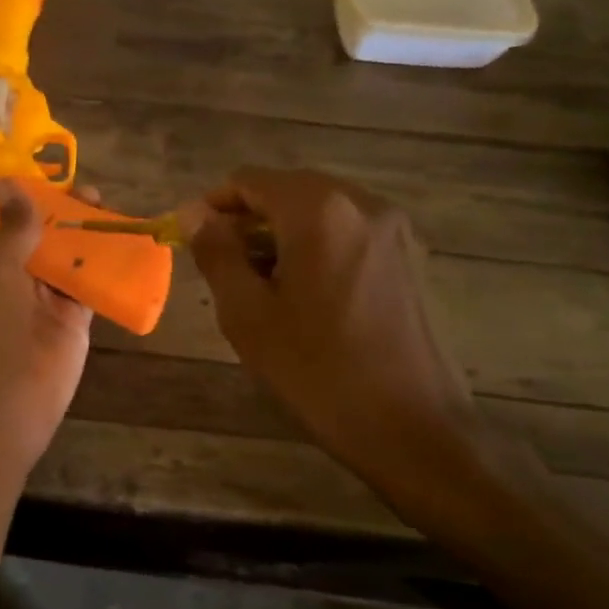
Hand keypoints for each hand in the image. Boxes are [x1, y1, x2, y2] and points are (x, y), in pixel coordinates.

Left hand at [0, 180, 92, 476]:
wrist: (5, 404)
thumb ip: (11, 227)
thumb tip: (7, 181)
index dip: (17, 195)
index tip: (43, 171)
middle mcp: (13, 274)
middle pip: (39, 234)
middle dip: (60, 210)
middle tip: (89, 191)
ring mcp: (44, 298)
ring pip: (67, 256)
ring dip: (85, 234)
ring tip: (109, 208)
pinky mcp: (73, 318)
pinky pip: (91, 283)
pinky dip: (107, 265)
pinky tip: (127, 243)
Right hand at [188, 168, 484, 509]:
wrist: (412, 427)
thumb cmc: (317, 371)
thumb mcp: (248, 315)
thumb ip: (217, 254)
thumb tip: (194, 215)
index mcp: (319, 211)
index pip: (251, 180)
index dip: (214, 206)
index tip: (193, 241)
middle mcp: (364, 204)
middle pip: (289, 190)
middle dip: (250, 221)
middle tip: (226, 270)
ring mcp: (397, 229)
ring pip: (322, 212)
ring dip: (284, 236)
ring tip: (265, 288)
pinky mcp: (415, 257)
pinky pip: (351, 234)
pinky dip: (319, 248)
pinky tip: (310, 298)